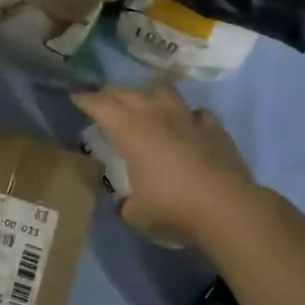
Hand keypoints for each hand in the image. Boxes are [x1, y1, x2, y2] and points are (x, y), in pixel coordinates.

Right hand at [73, 86, 259, 247]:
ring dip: (149, 94)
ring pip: (164, 91)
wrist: (228, 209)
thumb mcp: (135, 213)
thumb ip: (125, 203)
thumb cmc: (173, 208)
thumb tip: (126, 202)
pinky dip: (187, 116)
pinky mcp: (215, 129)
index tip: (75, 98)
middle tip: (103, 100)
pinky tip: (186, 126)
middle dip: (111, 93)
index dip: (85, 100)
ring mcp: (188, 118)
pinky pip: (196, 113)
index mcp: (130, 130)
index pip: (100, 105)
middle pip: (128, 92)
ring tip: (144, 104)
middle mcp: (157, 115)